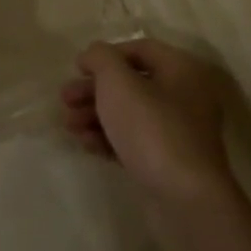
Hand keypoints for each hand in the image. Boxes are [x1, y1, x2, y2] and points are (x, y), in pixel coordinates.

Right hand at [61, 39, 234, 206]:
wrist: (186, 202)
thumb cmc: (152, 129)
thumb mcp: (118, 83)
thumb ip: (101, 58)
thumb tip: (94, 54)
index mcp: (182, 70)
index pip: (140, 49)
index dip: (106, 55)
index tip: (78, 68)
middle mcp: (186, 97)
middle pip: (132, 83)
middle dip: (95, 90)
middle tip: (65, 99)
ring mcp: (179, 133)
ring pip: (130, 114)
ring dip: (96, 115)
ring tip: (69, 125)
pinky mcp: (170, 164)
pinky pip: (135, 142)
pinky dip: (110, 139)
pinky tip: (86, 145)